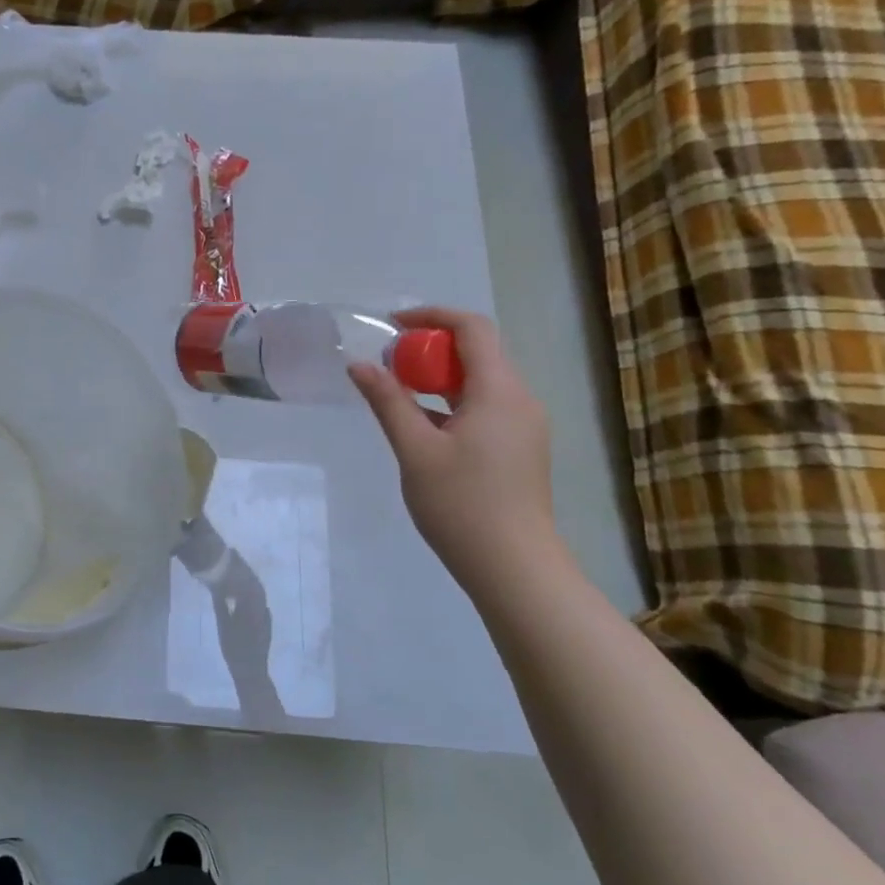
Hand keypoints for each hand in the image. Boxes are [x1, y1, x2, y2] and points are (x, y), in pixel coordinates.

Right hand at [350, 309, 556, 583]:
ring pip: (481, 382)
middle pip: (477, 353)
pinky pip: (486, 407)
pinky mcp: (521, 449)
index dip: (432, 316)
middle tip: (390, 365)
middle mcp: (520, 400)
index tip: (393, 325)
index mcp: (500, 391)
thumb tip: (359, 365)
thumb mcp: (415, 449)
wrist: (514, 568)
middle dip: (431, 349)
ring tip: (399, 394)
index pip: (472, 328)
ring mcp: (524, 426)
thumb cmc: (461, 504)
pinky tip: (424, 428)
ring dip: (440, 377)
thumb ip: (387, 401)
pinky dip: (453, 403)